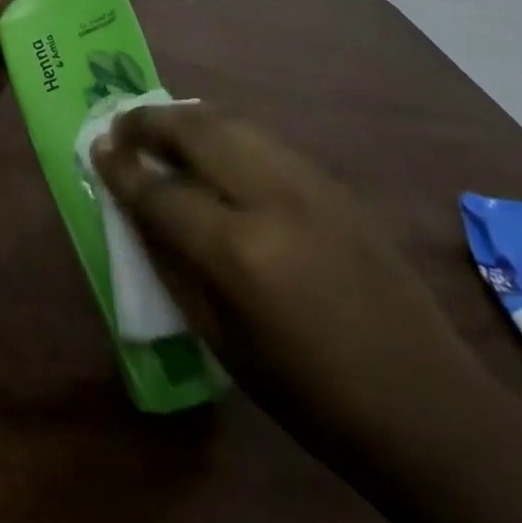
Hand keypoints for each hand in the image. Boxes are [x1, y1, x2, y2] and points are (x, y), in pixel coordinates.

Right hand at [92, 105, 482, 454]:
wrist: (425, 405)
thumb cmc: (311, 396)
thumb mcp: (223, 342)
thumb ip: (174, 266)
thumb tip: (138, 212)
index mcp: (238, 252)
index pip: (161, 192)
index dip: (122, 169)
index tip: (96, 148)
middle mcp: (271, 198)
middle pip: (195, 131)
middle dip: (149, 122)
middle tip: (121, 125)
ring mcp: (309, 181)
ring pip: (231, 122)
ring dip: (186, 117)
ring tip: (159, 127)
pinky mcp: (333, 181)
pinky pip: (262, 139)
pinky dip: (225, 131)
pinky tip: (212, 148)